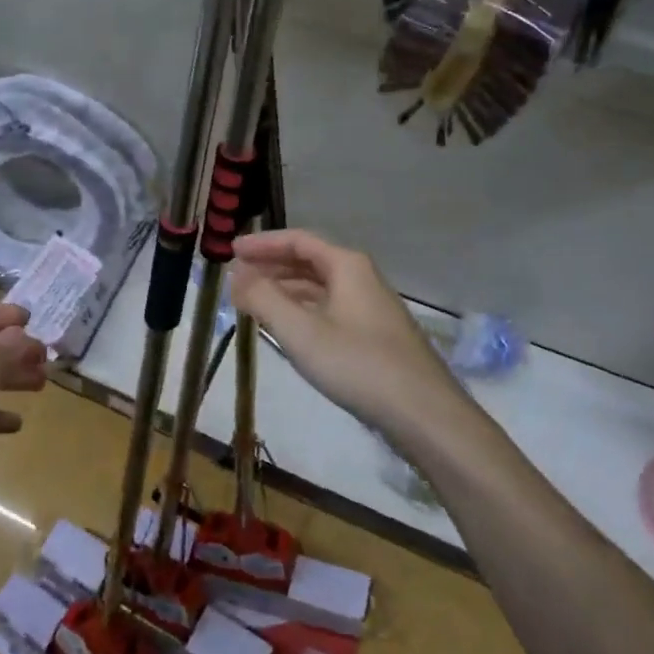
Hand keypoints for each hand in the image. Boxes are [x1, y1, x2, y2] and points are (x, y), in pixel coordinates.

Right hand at [231, 230, 468, 438]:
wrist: (422, 412)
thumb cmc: (358, 364)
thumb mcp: (301, 331)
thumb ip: (264, 298)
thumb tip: (236, 274)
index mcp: (347, 266)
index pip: (298, 240)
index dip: (262, 244)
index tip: (230, 251)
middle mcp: (361, 278)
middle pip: (309, 261)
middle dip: (271, 266)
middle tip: (236, 277)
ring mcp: (370, 307)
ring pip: (319, 288)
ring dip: (284, 290)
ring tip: (252, 301)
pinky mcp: (373, 335)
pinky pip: (329, 309)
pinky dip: (302, 310)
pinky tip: (287, 328)